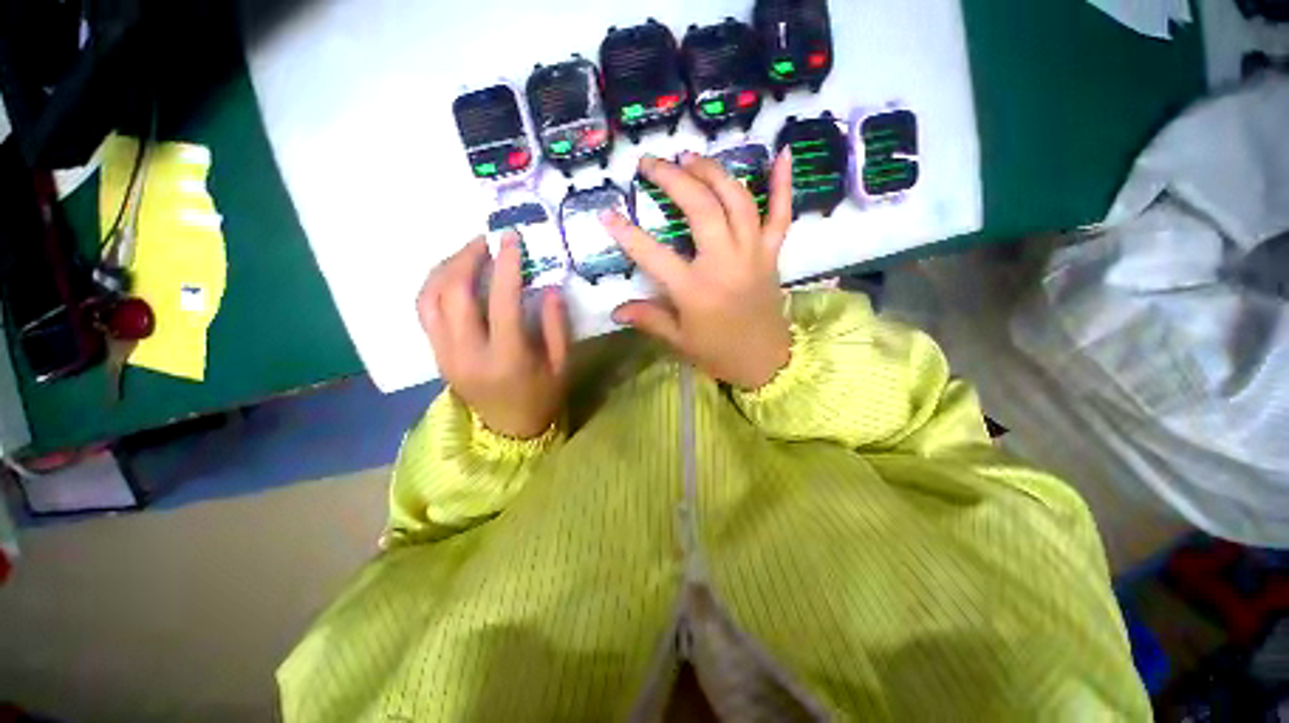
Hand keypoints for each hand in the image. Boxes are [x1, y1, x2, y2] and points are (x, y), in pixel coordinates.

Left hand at [416, 235, 569, 438]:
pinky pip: (425, 311)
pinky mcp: (436, 355)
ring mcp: (445, 355)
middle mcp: (467, 354)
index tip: (510, 238)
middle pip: (453, 294)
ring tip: (469, 253)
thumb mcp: (561, 365)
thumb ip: (556, 326)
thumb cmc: (542, 397)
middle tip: (486, 241)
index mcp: (507, 359)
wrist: (509, 430)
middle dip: (467, 258)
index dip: (505, 266)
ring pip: (429, 299)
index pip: (501, 303)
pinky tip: (454, 275)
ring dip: (447, 268)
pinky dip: (436, 285)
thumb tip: (549, 288)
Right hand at [603, 150, 793, 388]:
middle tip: (650, 162)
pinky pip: (781, 214)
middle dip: (673, 179)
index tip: (606, 214)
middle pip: (700, 209)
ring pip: (736, 200)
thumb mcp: (679, 340)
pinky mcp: (772, 253)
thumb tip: (615, 311)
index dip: (627, 234)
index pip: (654, 255)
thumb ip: (649, 319)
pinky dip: (783, 184)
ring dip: (713, 172)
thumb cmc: (719, 352)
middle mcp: (725, 263)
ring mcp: (753, 253)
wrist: (765, 361)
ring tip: (690, 157)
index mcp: (696, 290)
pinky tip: (781, 152)